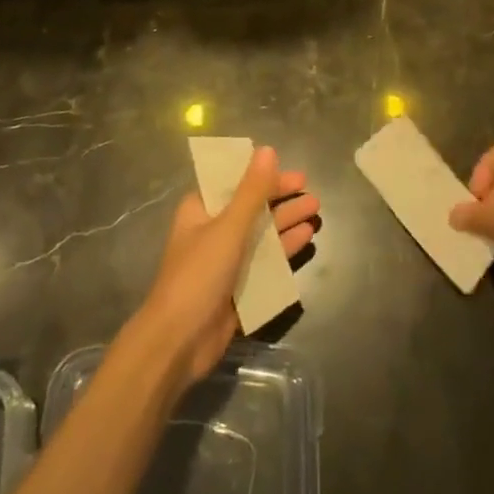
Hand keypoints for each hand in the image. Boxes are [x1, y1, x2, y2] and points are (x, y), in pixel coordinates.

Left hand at [135, 148, 319, 390]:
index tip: (290, 172)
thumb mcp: (228, 227)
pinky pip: (265, 262)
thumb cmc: (198, 275)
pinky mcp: (237, 288)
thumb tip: (267, 150)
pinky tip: (306, 238)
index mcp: (201, 210)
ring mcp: (225, 261)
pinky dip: (284, 250)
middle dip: (281, 199)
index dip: (262, 174)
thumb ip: (252, 191)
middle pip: (252, 207)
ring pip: (261, 234)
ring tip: (315, 211)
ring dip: (286, 222)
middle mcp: (212, 231)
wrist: (178, 343)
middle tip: (311, 193)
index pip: (234, 182)